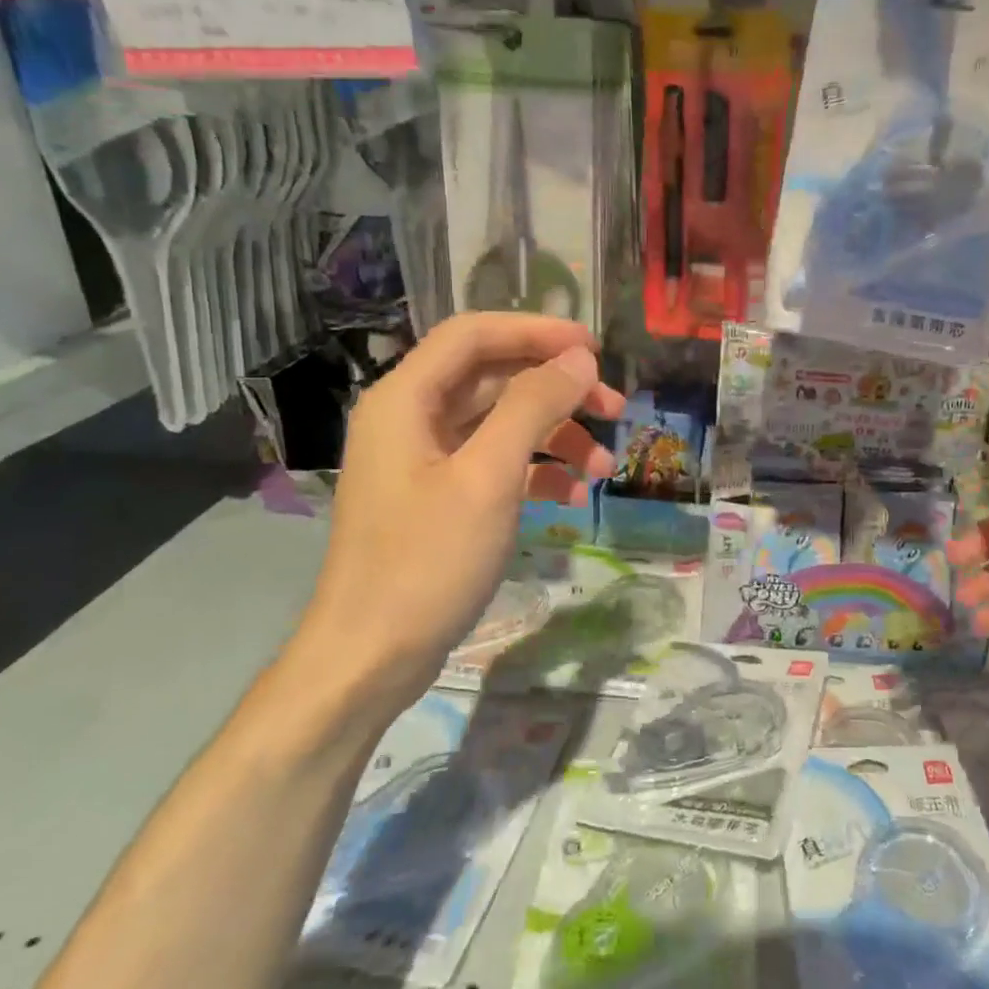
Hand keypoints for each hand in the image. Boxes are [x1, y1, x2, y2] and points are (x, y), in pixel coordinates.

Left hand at [288, 314, 623, 716]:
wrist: (372, 657)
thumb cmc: (426, 561)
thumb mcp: (488, 478)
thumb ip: (532, 407)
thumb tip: (578, 359)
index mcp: (406, 399)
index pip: (474, 335)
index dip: (537, 332)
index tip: (596, 349)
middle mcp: (411, 419)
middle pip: (493, 378)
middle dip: (558, 391)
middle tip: (616, 409)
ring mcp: (425, 463)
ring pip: (501, 425)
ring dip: (556, 437)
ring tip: (604, 470)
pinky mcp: (440, 500)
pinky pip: (495, 466)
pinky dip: (536, 473)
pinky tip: (572, 497)